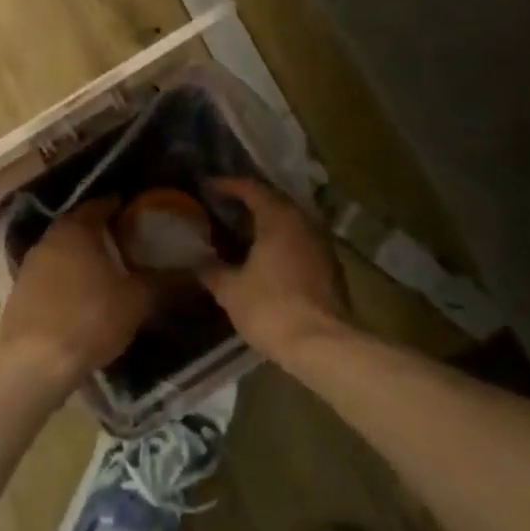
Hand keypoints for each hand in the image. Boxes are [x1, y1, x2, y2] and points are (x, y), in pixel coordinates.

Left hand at [0, 198, 154, 394]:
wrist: (34, 363)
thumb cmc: (89, 319)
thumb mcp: (136, 301)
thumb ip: (165, 282)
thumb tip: (198, 270)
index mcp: (77, 228)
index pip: (101, 204)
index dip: (121, 206)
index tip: (139, 213)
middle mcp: (50, 238)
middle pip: (79, 225)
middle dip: (102, 231)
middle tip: (128, 241)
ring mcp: (30, 265)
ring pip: (63, 250)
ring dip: (83, 255)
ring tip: (108, 269)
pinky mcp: (20, 292)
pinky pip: (51, 274)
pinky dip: (68, 277)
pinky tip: (83, 295)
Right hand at [200, 179, 351, 361]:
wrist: (323, 344)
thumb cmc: (271, 308)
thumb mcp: (231, 290)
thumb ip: (213, 271)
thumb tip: (199, 263)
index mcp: (278, 218)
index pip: (252, 188)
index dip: (228, 185)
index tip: (209, 187)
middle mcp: (304, 223)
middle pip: (275, 201)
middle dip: (249, 203)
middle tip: (224, 209)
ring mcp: (322, 244)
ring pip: (291, 223)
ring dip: (267, 224)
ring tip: (242, 233)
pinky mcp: (331, 267)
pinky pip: (301, 242)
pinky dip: (282, 243)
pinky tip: (266, 259)